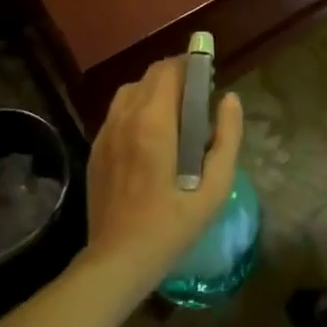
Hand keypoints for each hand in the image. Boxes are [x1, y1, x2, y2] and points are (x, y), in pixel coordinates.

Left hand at [83, 56, 242, 295]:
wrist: (117, 261)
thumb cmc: (171, 225)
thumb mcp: (214, 187)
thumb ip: (227, 138)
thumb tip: (230, 99)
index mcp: (154, 121)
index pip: (169, 69)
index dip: (190, 65)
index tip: (208, 78)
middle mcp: (125, 117)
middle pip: (150, 75)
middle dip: (175, 77)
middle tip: (197, 100)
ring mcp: (105, 133)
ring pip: (131, 90)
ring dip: (154, 92)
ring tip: (173, 117)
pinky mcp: (95, 150)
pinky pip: (117, 113)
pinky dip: (136, 110)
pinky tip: (150, 139)